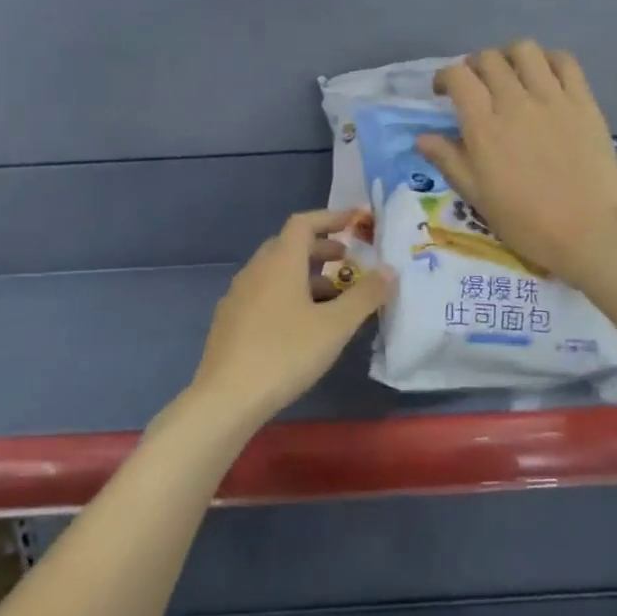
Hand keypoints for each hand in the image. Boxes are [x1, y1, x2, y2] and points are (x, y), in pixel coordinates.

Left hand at [188, 210, 394, 427]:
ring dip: (306, 276)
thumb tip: (389, 271)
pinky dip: (289, 295)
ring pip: (276, 273)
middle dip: (321, 249)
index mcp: (280, 262)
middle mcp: (255, 271)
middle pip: (289, 246)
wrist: (227, 397)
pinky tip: (302, 326)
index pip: (304, 223)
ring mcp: (238, 296)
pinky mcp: (230, 321)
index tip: (356, 221)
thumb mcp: (335, 326)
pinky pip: (265, 294)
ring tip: (333, 300)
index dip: (332, 217)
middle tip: (348, 263)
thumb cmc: (286, 353)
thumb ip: (365, 296)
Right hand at [416, 41, 616, 283]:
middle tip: (476, 86)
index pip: (458, 77)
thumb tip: (423, 137)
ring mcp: (553, 98)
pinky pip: (564, 62)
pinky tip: (544, 76)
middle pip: (489, 59)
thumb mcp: (477, 197)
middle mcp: (515, 102)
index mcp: (484, 127)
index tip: (443, 92)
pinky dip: (548, 60)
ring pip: (525, 51)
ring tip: (510, 75)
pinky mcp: (584, 102)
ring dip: (509, 57)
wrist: (587, 232)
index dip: (445, 77)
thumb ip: (449, 161)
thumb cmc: (525, 222)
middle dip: (475, 67)